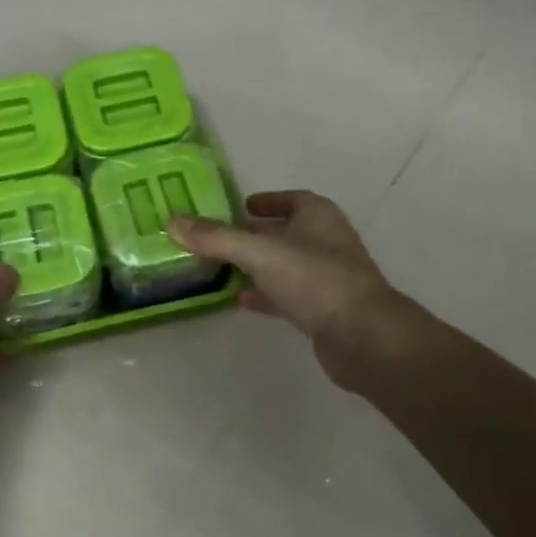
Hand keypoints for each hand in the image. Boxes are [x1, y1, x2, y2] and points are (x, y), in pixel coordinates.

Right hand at [167, 190, 404, 389]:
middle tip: (220, 239)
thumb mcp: (259, 252)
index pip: (291, 200)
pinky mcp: (326, 310)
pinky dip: (266, 295)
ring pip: (286, 265)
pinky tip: (242, 300)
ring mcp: (328, 277)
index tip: (241, 207)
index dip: (267, 201)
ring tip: (223, 270)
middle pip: (286, 233)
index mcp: (318, 217)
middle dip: (256, 235)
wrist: (363, 336)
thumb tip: (172, 221)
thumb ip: (216, 238)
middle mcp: (327, 242)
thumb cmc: (314, 279)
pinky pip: (289, 295)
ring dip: (258, 266)